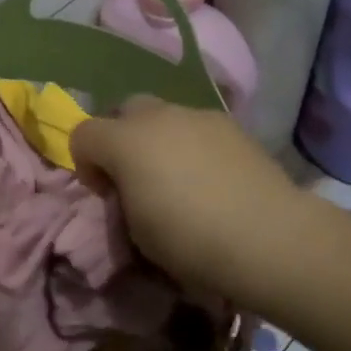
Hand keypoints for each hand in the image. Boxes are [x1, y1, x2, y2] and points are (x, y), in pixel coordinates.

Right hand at [71, 97, 302, 298]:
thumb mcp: (137, 232)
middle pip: (125, 109)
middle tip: (137, 175)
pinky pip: (199, 128)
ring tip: (181, 178)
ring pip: (166, 116)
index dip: (86, 163)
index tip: (105, 193)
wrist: (268, 237)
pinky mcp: (233, 126)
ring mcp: (199, 116)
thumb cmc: (190, 241)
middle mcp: (158, 117)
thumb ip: (123, 198)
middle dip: (123, 136)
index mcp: (125, 141)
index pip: (82, 134)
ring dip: (161, 140)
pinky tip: (213, 178)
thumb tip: (130, 188)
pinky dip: (195, 145)